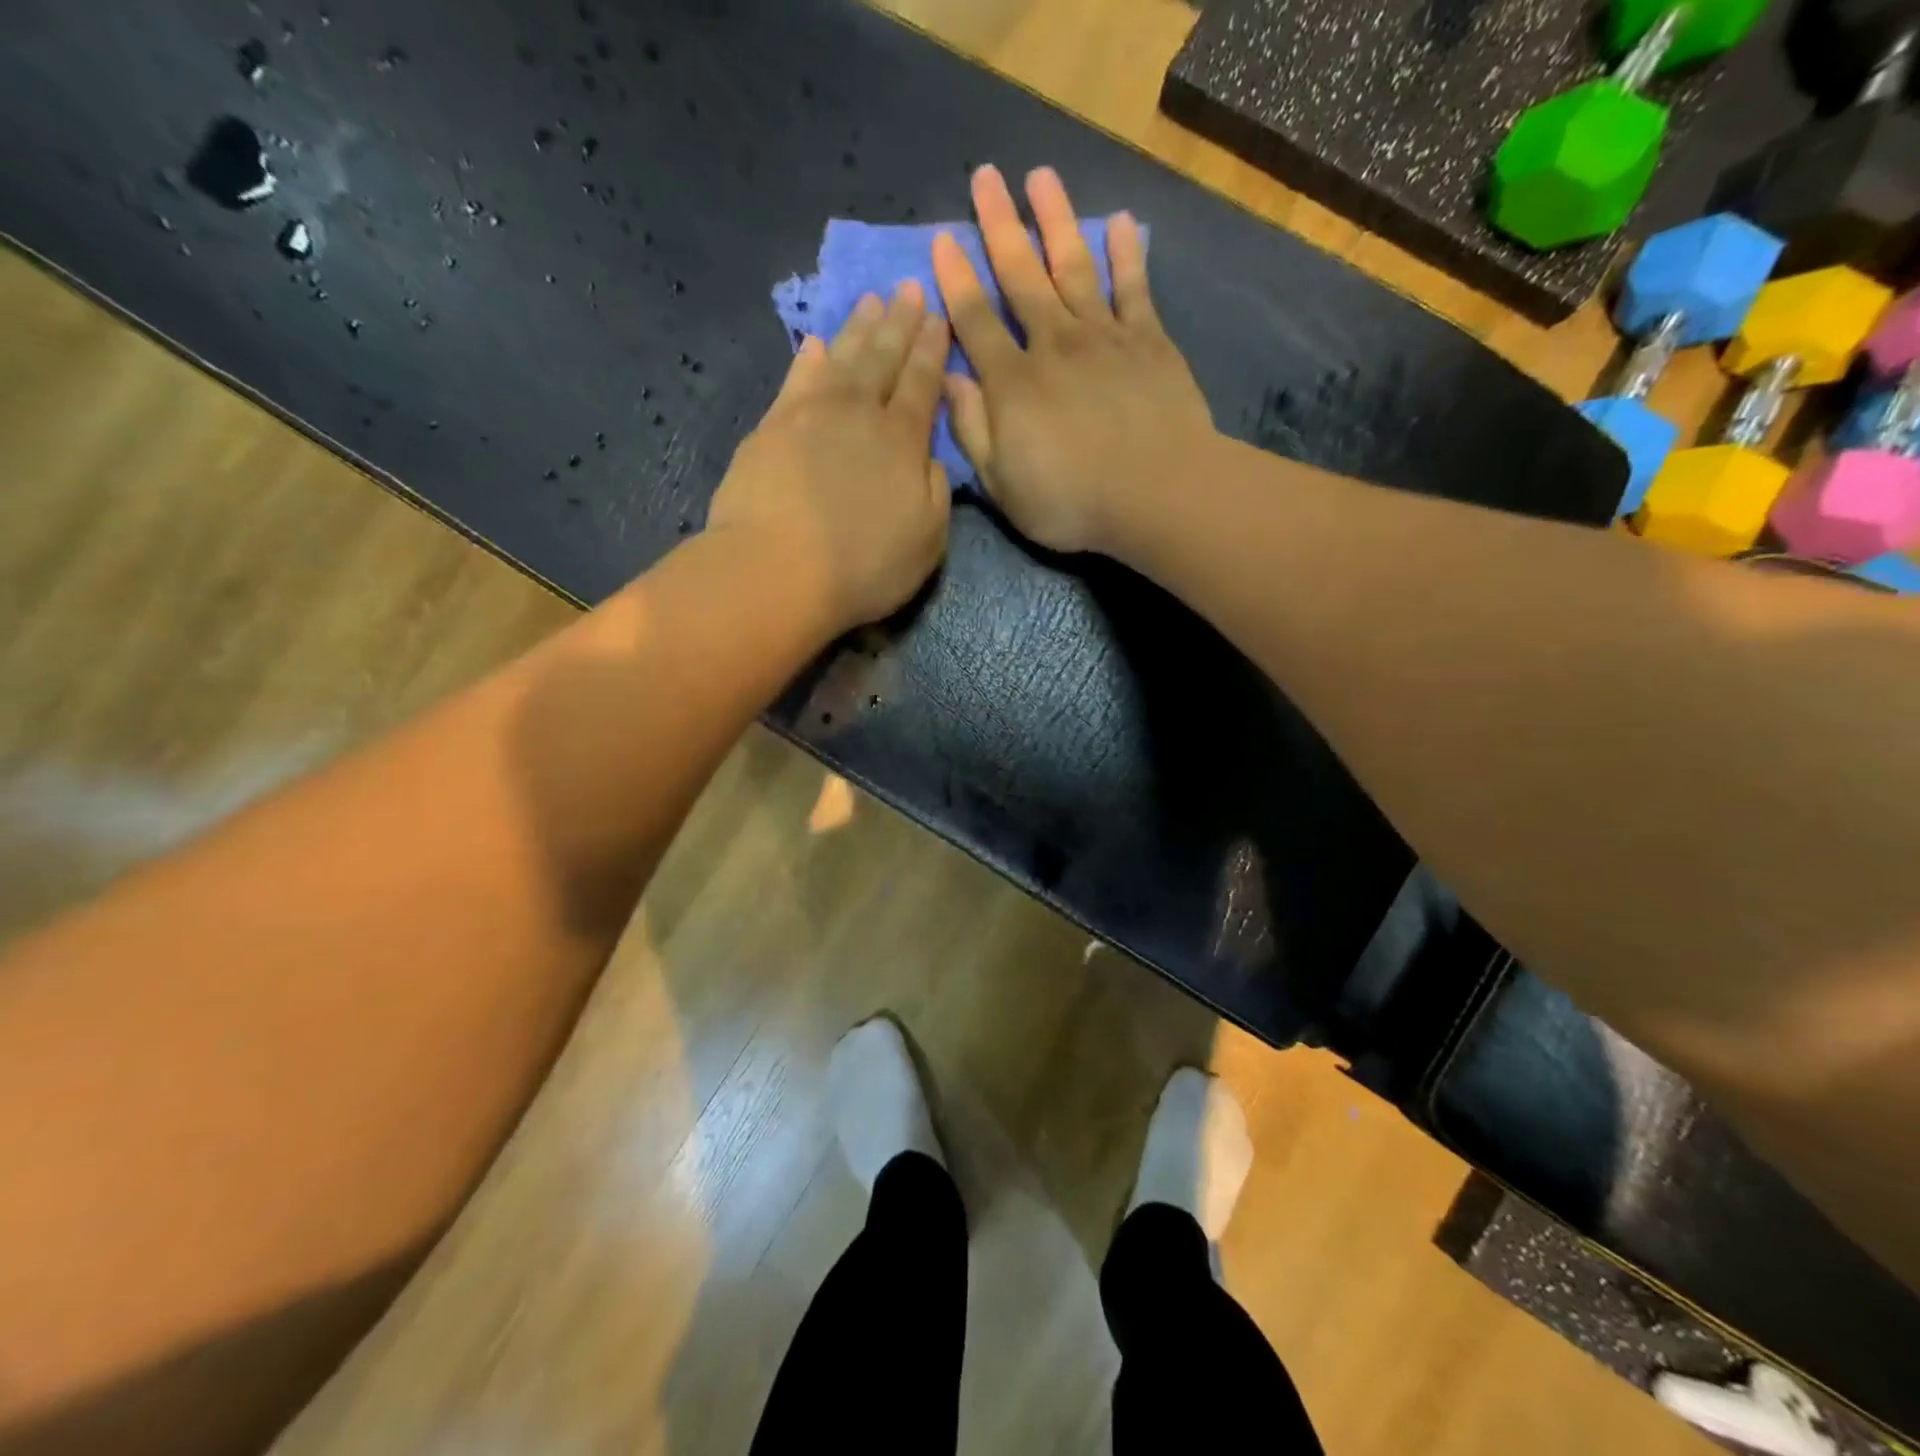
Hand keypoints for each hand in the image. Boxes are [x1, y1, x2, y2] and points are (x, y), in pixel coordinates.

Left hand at [709, 283, 951, 631]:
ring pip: (841, 358)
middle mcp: (860, 414)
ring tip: (870, 301)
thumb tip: (930, 458)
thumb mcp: (927, 542)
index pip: (923, 384)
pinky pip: (796, 380)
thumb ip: (936, 493)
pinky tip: (815, 343)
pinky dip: (808, 359)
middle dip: (900, 323)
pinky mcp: (771, 427)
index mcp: (903, 441)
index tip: (940, 318)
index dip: (932, 350)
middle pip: (883, 358)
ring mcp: (811, 415)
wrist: (779, 570)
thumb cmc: (864, 566)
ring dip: (858, 328)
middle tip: (910, 288)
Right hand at [930, 165, 1215, 555]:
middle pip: (1020, 275)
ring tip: (1041, 176)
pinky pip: (1134, 287)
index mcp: (1012, 383)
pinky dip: (1127, 254)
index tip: (941, 239)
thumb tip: (950, 381)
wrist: (1156, 493)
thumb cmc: (1072, 501)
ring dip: (1056, 219)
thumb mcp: (1003, 484)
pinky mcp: (1148, 341)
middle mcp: (1053, 344)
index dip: (955, 280)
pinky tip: (1122, 222)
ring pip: (1073, 266)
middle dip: (1000, 225)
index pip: (974, 320)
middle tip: (985, 176)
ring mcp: (1103, 337)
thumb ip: (973, 431)